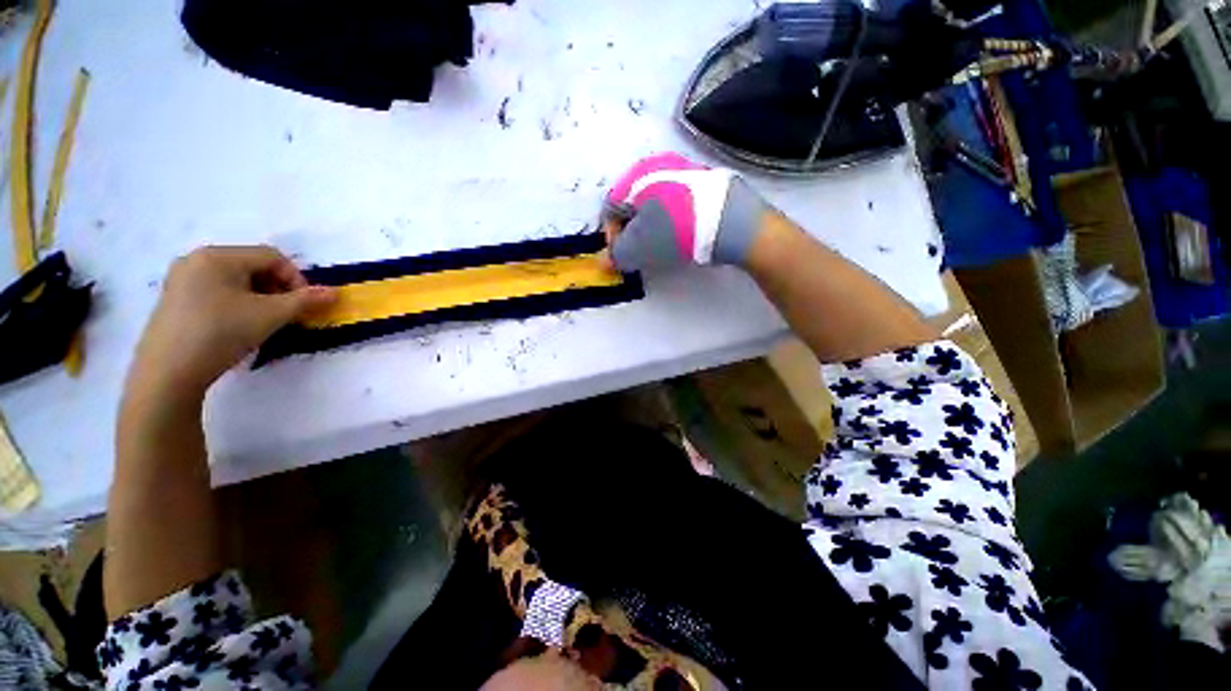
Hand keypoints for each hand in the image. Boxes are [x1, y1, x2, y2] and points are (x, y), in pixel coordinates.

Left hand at [129, 246, 335, 399]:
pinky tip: (237, 325)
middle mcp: (196, 259)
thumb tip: (334, 292)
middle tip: (285, 314)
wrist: (167, 372)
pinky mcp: (174, 299)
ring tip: (262, 322)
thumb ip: (305, 301)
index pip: (272, 256)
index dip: (296, 278)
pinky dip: (236, 303)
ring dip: (259, 297)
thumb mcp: (270, 316)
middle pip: (252, 265)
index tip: (303, 305)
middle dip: (277, 288)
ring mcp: (181, 279)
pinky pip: (216, 291)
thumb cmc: (220, 333)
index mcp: (218, 256)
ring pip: (235, 280)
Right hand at [603, 152, 771, 271]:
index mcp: (635, 177)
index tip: (622, 256)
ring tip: (661, 245)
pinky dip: (671, 219)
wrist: (730, 220)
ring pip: (654, 203)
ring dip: (651, 226)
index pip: (610, 208)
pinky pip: (675, 201)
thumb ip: (617, 254)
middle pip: (632, 204)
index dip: (611, 236)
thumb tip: (607, 259)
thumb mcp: (638, 248)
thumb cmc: (675, 231)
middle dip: (632, 232)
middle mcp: (655, 166)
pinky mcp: (702, 179)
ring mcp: (682, 169)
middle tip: (640, 253)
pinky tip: (681, 234)